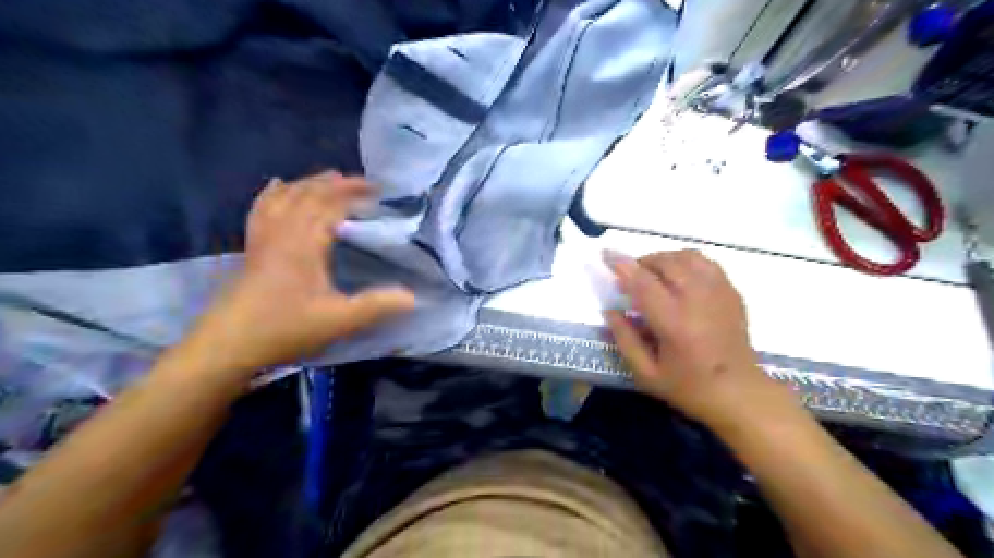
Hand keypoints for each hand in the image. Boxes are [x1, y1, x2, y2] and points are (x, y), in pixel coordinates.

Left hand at [185, 173, 415, 375]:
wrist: (226, 346)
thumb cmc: (285, 329)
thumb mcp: (339, 320)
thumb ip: (377, 305)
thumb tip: (414, 296)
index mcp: (305, 243)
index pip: (331, 205)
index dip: (354, 193)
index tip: (378, 190)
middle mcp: (283, 232)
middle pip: (308, 194)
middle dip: (336, 183)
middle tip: (362, 183)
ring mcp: (263, 238)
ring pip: (285, 197)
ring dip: (309, 183)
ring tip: (328, 178)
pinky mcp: (252, 248)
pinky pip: (262, 209)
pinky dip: (273, 193)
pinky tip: (277, 186)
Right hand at [597, 250, 796, 433]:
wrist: (740, 393)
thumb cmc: (688, 387)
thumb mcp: (646, 373)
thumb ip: (625, 339)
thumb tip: (610, 310)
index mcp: (674, 322)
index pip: (643, 283)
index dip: (623, 265)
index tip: (606, 254)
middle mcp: (698, 300)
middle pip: (666, 262)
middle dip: (642, 262)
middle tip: (631, 276)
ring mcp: (719, 293)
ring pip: (688, 257)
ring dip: (664, 259)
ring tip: (654, 274)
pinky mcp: (732, 293)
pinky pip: (706, 263)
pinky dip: (686, 262)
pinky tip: (679, 277)